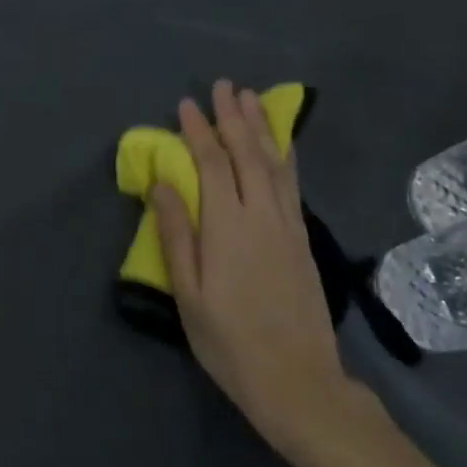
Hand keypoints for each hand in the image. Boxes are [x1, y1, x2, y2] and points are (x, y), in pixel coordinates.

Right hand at [150, 80, 383, 466]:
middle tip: (225, 86)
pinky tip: (282, 146)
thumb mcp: (188, 293)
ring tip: (253, 100)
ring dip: (263, 128)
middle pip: (249, 154)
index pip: (213, 164)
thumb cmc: (228, 341)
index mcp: (229, 227)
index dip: (198, 132)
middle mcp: (264, 216)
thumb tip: (163, 184)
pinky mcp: (303, 240)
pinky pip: (293, 184)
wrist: (297, 380)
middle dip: (235, 117)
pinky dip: (285, 156)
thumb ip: (176, 234)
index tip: (186, 105)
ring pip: (276, 164)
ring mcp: (289, 226)